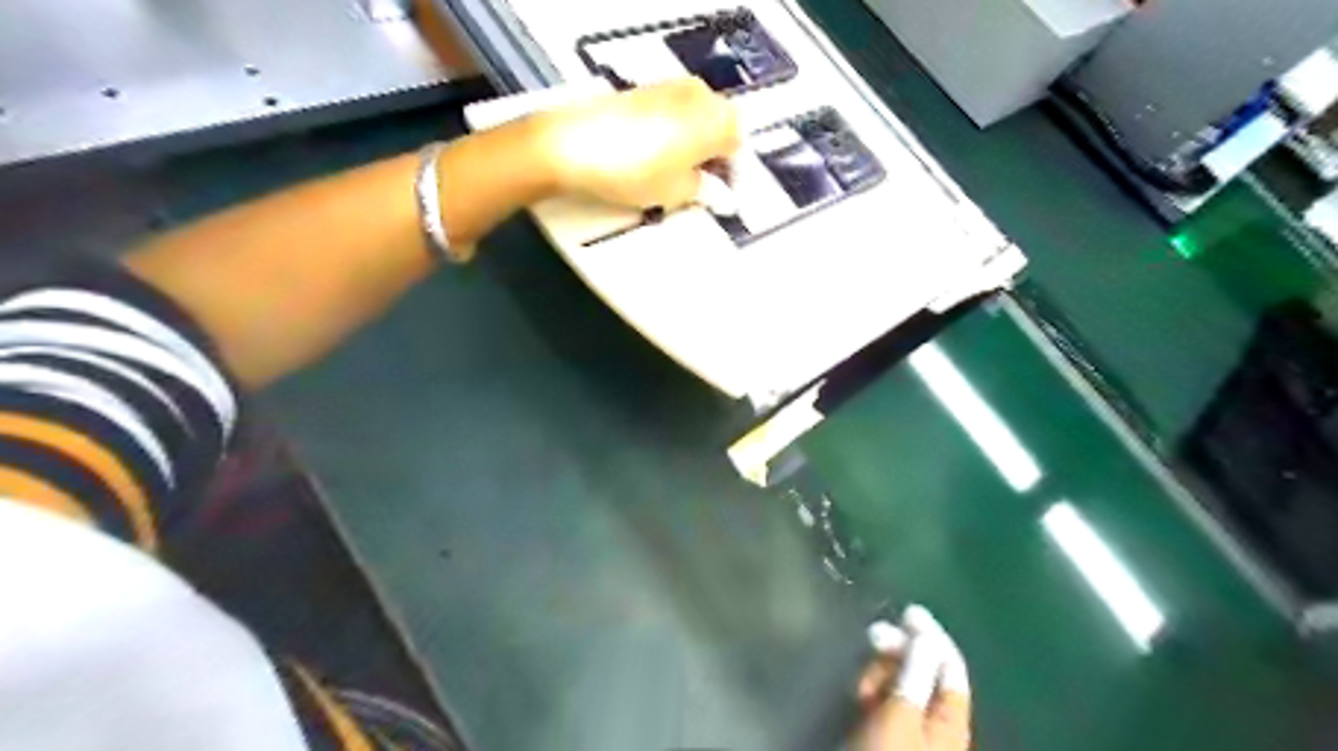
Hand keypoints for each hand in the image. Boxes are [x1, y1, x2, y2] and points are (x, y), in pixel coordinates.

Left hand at [536, 77, 740, 209]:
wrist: (574, 146)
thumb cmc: (635, 171)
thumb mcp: (676, 191)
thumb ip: (704, 191)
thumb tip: (718, 193)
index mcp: (717, 119)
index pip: (739, 146)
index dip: (731, 173)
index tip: (721, 195)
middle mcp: (700, 96)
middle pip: (719, 127)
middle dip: (714, 156)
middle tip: (701, 187)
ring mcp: (670, 88)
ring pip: (695, 119)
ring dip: (693, 145)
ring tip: (676, 176)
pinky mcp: (643, 90)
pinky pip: (672, 113)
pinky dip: (672, 134)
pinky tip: (655, 157)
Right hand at [857, 606, 973, 750]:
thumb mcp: (901, 715)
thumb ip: (914, 673)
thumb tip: (924, 633)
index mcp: (950, 719)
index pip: (950, 666)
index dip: (932, 636)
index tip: (909, 611)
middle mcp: (935, 722)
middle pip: (923, 671)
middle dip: (899, 652)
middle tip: (873, 636)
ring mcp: (911, 730)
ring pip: (900, 683)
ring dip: (881, 672)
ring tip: (861, 684)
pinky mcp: (888, 736)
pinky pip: (885, 701)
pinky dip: (874, 690)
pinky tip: (859, 693)